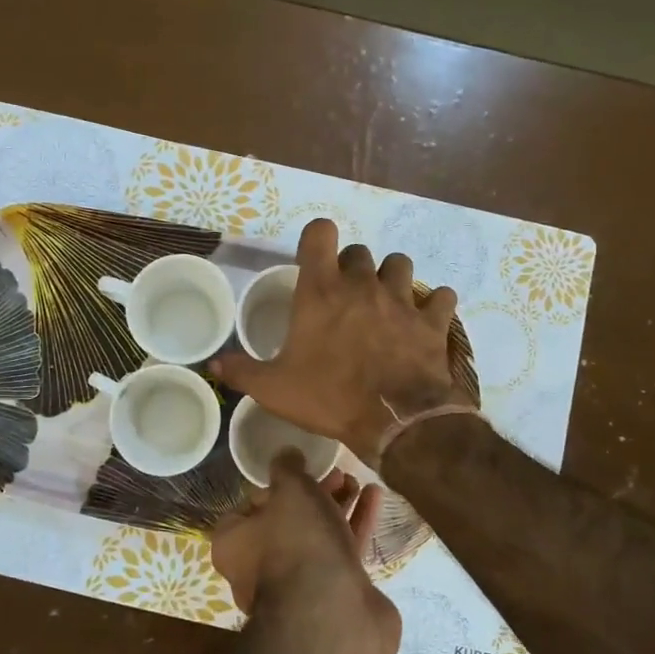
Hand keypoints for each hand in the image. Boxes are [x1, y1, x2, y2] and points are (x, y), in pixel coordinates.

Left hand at [210, 456, 399, 653]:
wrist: (334, 615)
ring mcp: (298, 586)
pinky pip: (342, 552)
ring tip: (357, 480)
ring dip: (337, 506)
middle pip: (286, 521)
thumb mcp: (290, 489)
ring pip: (317, 537)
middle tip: (336, 473)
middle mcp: (258, 569)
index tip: (295, 473)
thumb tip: (286, 454)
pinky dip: (356, 524)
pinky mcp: (333, 595)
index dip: (271, 488)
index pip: (246, 508)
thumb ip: (288, 467)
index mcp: (234, 544)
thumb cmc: (298, 543)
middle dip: (312, 494)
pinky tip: (375, 498)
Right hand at [212, 219, 460, 464]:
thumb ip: (242, 371)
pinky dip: (433, 305)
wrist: (395, 421)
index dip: (316, 239)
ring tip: (384, 302)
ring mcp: (402, 299)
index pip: (320, 232)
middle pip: (359, 252)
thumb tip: (214, 365)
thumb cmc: (329, 397)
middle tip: (343, 298)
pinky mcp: (432, 320)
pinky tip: (424, 320)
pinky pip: (441, 297)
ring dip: (391, 278)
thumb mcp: (274, 389)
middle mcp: (362, 284)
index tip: (312, 261)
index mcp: (321, 291)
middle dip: (350, 268)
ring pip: (400, 265)